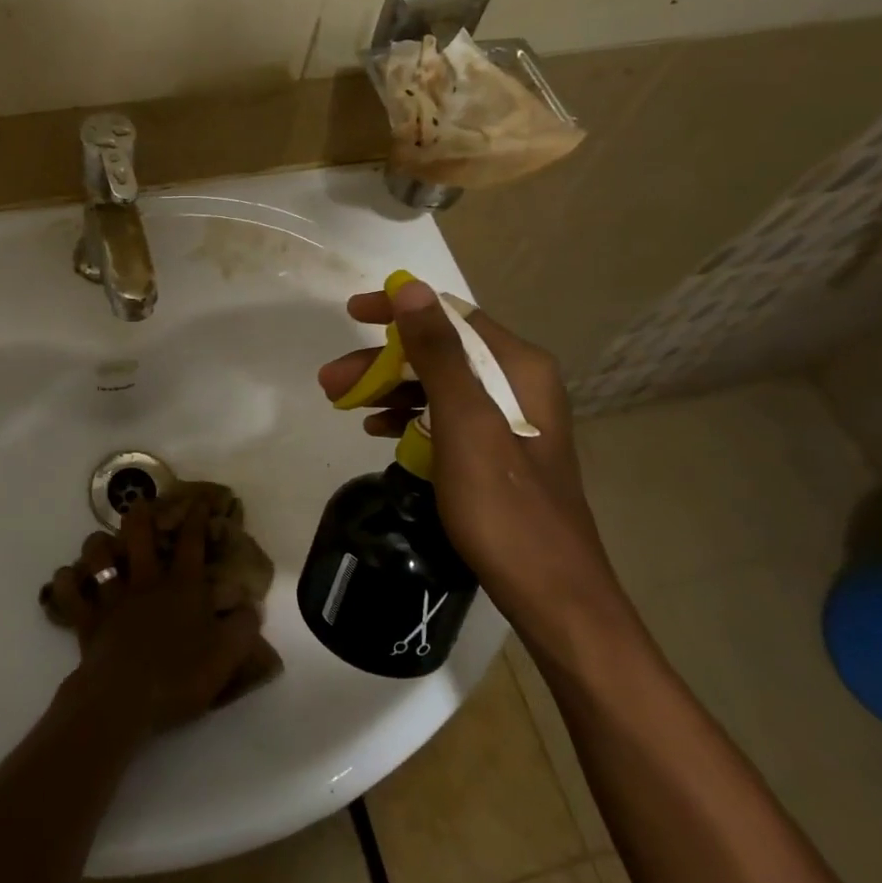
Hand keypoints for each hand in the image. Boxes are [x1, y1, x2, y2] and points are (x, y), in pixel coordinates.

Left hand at [50, 495, 266, 734]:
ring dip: (97, 544)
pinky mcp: (87, 618)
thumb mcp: (226, 655)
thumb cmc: (179, 676)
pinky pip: (69, 592)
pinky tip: (67, 578)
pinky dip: (65, 582)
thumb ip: (242, 627)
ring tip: (99, 542)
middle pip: (139, 535)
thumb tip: (249, 605)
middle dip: (140, 514)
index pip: (192, 543)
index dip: (196, 518)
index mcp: (182, 587)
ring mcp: (112, 598)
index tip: (198, 500)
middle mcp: (146, 582)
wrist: (125, 698)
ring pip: (98, 556)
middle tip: (139, 504)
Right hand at [317, 279, 623, 640]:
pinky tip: (378, 430)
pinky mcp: (495, 452)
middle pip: (440, 352)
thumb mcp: (465, 424)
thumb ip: (439, 354)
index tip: (351, 314)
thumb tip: (411, 288)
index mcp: (518, 368)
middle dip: (382, 361)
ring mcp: (508, 420)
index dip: (399, 311)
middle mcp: (517, 384)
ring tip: (342, 405)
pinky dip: (408, 418)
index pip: (451, 316)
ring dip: (388, 390)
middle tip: (330, 382)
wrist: (551, 594)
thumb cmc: (505, 508)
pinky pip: (444, 418)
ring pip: (437, 386)